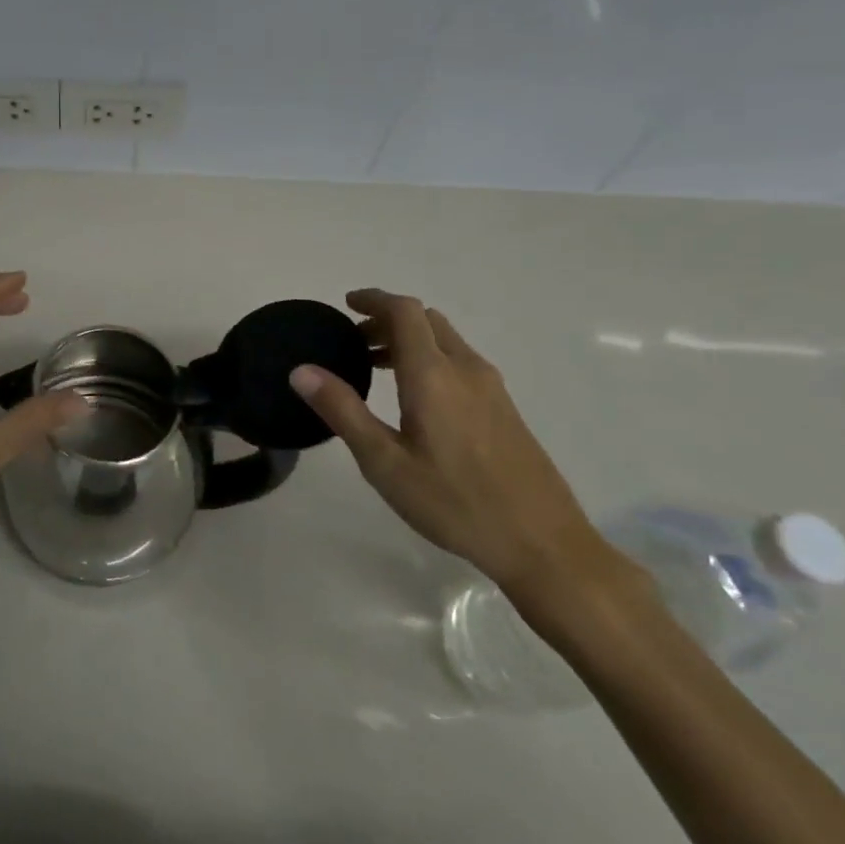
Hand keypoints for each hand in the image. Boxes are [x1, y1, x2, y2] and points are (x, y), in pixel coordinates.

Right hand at [290, 289, 615, 597]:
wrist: (543, 544)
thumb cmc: (454, 502)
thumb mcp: (384, 462)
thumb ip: (342, 411)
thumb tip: (301, 370)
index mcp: (433, 374)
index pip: (404, 312)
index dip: (374, 299)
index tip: (346, 304)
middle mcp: (466, 369)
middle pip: (426, 320)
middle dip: (387, 320)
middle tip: (354, 342)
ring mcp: (492, 388)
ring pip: (445, 341)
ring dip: (409, 340)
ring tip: (376, 368)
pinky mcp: (505, 409)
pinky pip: (460, 363)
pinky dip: (429, 359)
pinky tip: (415, 399)